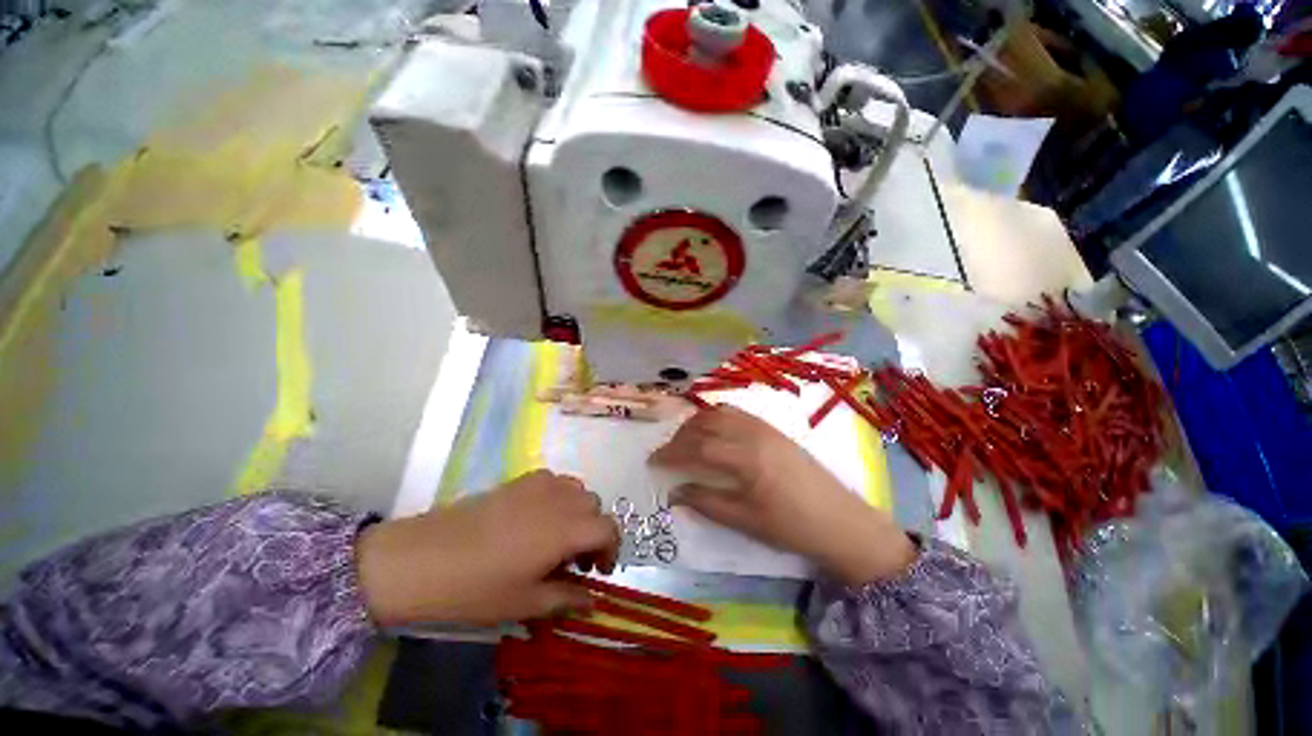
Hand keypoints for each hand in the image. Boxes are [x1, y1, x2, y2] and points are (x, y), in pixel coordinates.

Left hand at [355, 470, 620, 626]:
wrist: (421, 559)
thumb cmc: (477, 588)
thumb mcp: (525, 603)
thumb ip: (566, 598)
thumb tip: (591, 600)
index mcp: (567, 528)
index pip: (609, 528)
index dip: (611, 550)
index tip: (598, 572)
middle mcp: (560, 498)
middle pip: (595, 507)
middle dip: (593, 532)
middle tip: (575, 560)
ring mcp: (539, 484)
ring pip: (577, 490)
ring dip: (578, 512)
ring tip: (558, 537)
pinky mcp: (519, 479)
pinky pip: (554, 481)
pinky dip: (559, 497)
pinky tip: (537, 518)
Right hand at [650, 406, 915, 585]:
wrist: (841, 520)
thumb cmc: (791, 526)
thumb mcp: (745, 521)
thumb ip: (706, 502)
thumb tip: (674, 492)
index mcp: (745, 457)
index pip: (697, 448)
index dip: (671, 453)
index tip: (653, 462)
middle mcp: (752, 433)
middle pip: (705, 424)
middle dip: (680, 435)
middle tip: (666, 452)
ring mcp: (764, 427)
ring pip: (720, 413)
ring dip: (697, 422)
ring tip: (685, 440)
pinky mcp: (773, 428)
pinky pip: (737, 413)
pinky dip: (717, 417)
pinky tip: (713, 431)